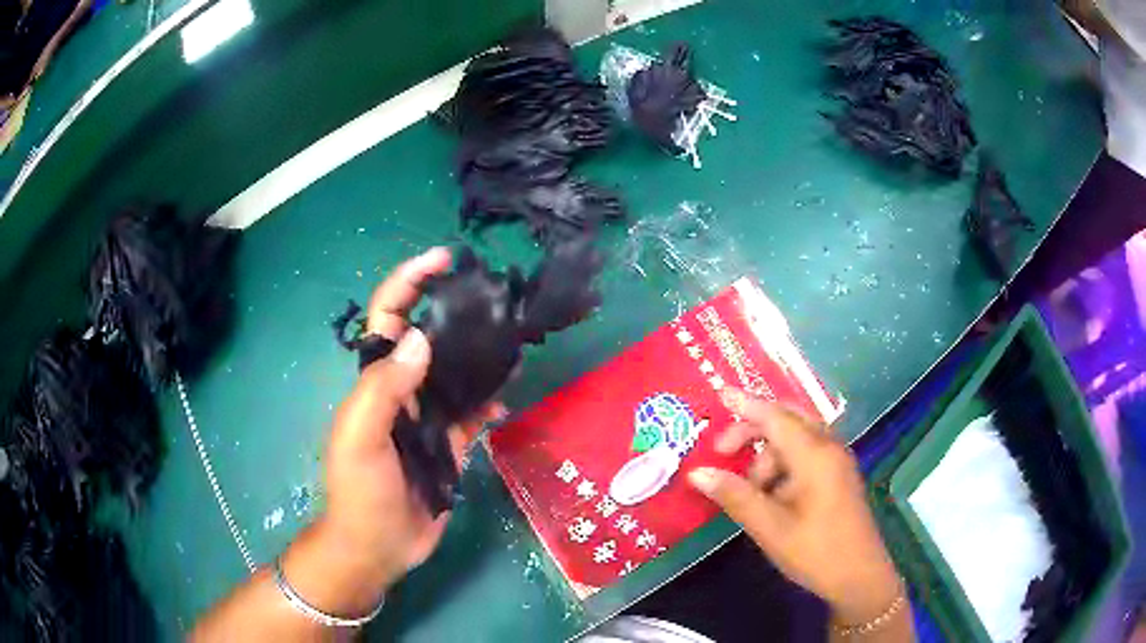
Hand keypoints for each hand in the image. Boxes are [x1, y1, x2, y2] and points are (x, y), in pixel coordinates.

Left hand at [282, 248, 498, 617]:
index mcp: (375, 381)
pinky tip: (509, 393)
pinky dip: (490, 400)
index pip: (389, 317)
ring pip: (456, 373)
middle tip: (493, 298)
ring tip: (512, 337)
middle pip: (429, 337)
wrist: (379, 546)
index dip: (410, 281)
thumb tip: (420, 339)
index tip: (443, 259)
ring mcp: (428, 417)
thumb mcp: (360, 438)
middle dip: (455, 311)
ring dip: (480, 354)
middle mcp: (403, 391)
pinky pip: (473, 412)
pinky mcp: (450, 444)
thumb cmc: (360, 492)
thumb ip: (384, 389)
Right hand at [688, 390, 903, 628]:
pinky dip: (783, 465)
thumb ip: (735, 496)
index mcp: (815, 456)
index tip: (720, 393)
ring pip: (796, 439)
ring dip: (768, 455)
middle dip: (754, 429)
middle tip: (724, 451)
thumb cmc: (815, 552)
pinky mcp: (838, 476)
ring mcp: (837, 462)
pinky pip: (806, 454)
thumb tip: (697, 473)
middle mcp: (829, 448)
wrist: (859, 578)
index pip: (775, 417)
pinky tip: (772, 496)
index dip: (746, 404)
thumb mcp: (770, 527)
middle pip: (788, 419)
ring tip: (751, 493)